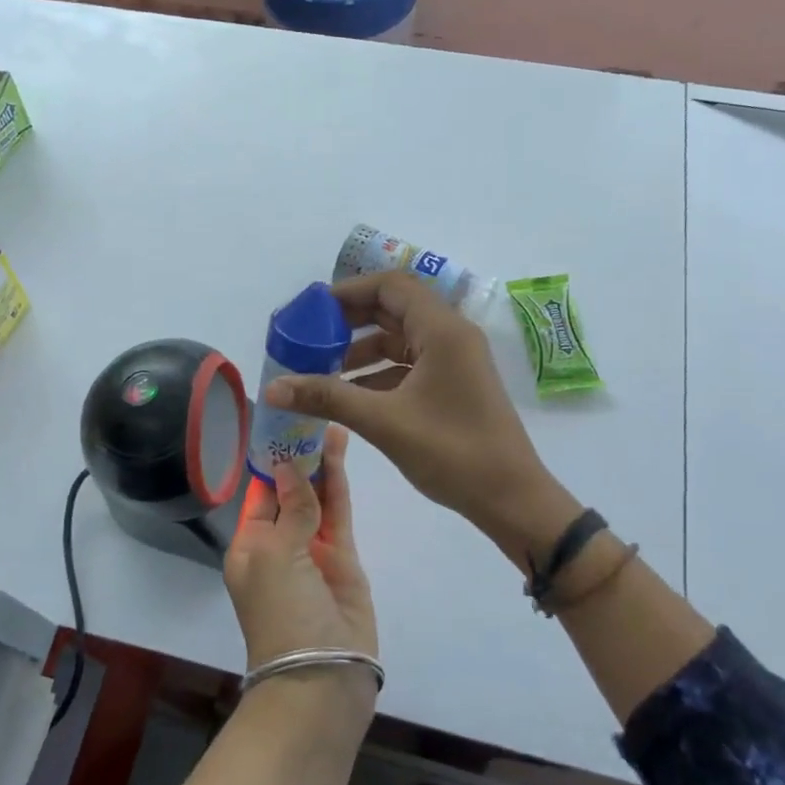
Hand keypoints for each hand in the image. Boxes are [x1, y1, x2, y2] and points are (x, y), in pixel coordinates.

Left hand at [224, 427, 377, 700]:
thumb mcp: (275, 555)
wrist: (322, 674)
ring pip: (317, 497)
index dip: (270, 458)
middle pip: (290, 490)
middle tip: (312, 412)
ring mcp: (314, 550)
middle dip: (299, 456)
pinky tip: (340, 451)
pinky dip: (339, 483)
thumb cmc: (281, 611)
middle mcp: (279, 544)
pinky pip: (339, 512)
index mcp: (249, 545)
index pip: (259, 492)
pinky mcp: (344, 558)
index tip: (282, 422)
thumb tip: (288, 466)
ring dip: (321, 462)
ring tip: (330, 421)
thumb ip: (291, 508)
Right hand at [263, 272, 581, 564]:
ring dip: (362, 349)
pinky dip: (379, 372)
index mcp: (442, 330)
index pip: (391, 286)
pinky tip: (348, 394)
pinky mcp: (453, 384)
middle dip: (350, 320)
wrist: (511, 498)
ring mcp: (455, 360)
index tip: (312, 310)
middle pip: (394, 308)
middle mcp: (451, 335)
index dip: (349, 291)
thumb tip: (273, 388)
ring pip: (401, 338)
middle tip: (310, 336)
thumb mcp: (384, 422)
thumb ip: (327, 398)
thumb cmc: (452, 452)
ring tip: (320, 367)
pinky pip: (409, 364)